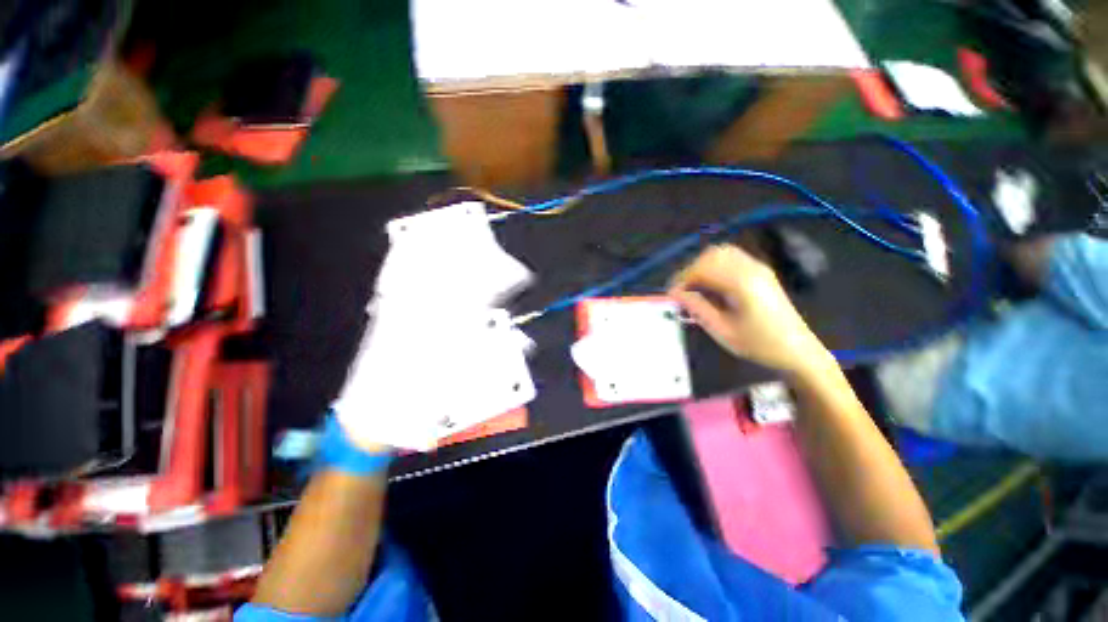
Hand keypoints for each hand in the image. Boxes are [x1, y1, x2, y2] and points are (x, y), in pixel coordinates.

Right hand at [668, 244, 832, 375]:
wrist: (798, 351)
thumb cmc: (759, 345)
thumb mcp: (722, 330)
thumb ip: (696, 308)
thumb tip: (674, 294)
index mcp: (741, 283)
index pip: (702, 268)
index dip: (682, 278)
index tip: (672, 295)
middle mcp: (751, 268)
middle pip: (711, 254)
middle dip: (691, 270)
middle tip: (682, 291)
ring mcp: (758, 268)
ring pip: (722, 253)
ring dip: (703, 266)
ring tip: (695, 288)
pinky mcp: (761, 272)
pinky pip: (732, 259)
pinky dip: (716, 267)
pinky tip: (712, 286)